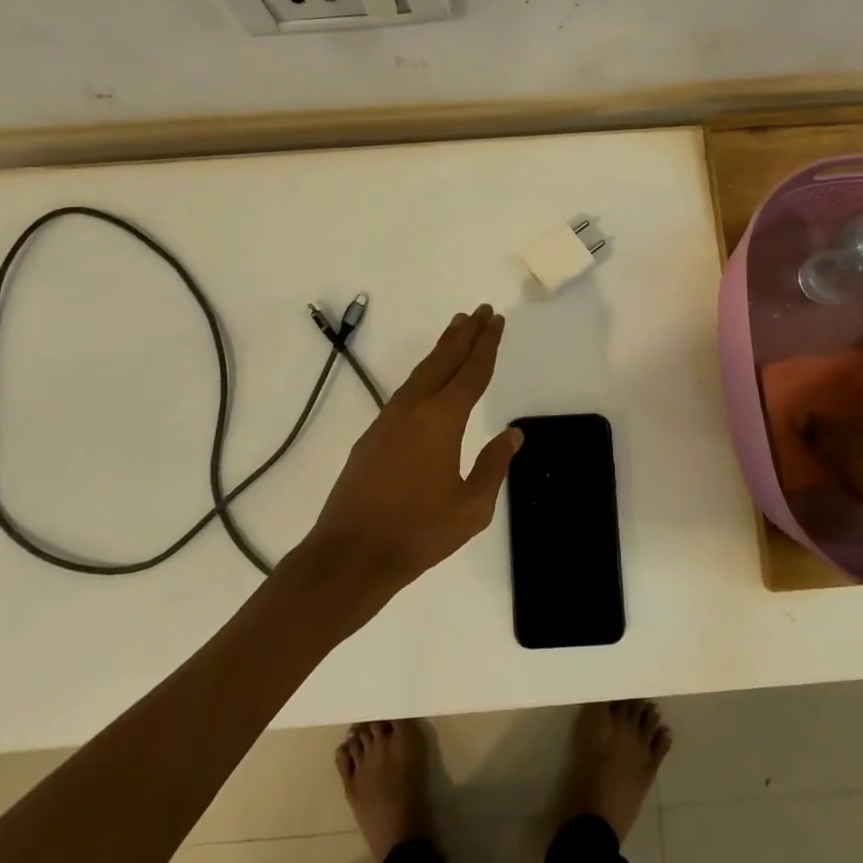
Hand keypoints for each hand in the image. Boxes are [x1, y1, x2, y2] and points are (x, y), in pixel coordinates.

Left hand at [302, 305, 521, 596]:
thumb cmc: (419, 532)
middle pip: (445, 359)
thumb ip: (493, 465)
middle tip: (481, 310)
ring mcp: (390, 418)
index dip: (487, 344)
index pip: (472, 371)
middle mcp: (415, 407)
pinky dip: (425, 371)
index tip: (496, 320)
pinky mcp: (374, 433)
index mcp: (443, 418)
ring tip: (457, 328)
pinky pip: (407, 388)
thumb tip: (511, 434)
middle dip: (465, 333)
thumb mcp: (472, 506)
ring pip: (422, 371)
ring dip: (442, 348)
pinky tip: (428, 376)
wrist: (351, 552)